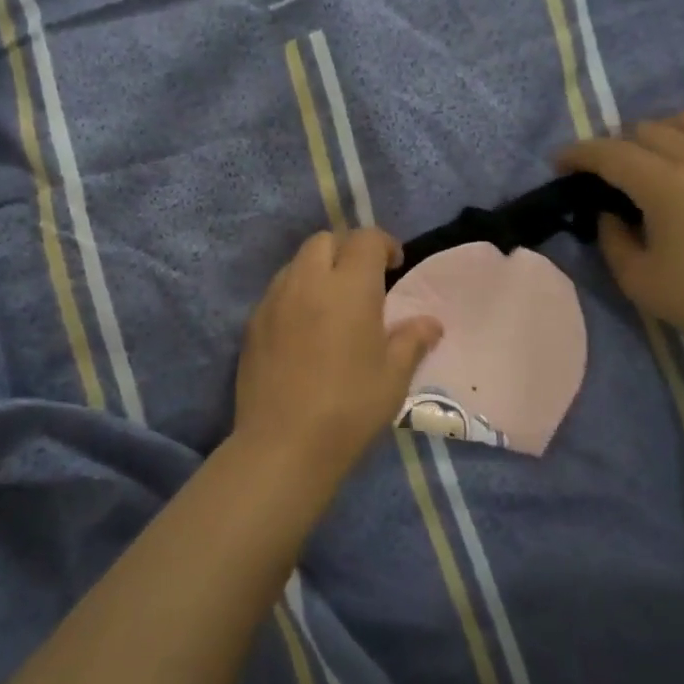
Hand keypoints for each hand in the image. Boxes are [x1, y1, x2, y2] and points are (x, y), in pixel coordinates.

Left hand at [233, 229, 443, 474]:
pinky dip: (296, 293)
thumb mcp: (394, 376)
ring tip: (332, 303)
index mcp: (350, 287)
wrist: (283, 444)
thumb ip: (412, 340)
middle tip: (363, 280)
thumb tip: (430, 323)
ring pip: (296, 262)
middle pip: (325, 240)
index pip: (366, 239)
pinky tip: (304, 328)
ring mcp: (274, 300)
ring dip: (318, 269)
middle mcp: (308, 282)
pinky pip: (277, 291)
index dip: (384, 244)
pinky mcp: (252, 323)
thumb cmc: (349, 408)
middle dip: (347, 249)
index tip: (395, 266)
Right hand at [558, 111, 683, 366]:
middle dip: (614, 145)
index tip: (557, 163)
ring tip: (643, 162)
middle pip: (645, 129)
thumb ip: (612, 237)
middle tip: (599, 174)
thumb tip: (608, 212)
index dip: (579, 154)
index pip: (611, 153)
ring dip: (655, 134)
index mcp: (667, 184)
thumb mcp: (637, 278)